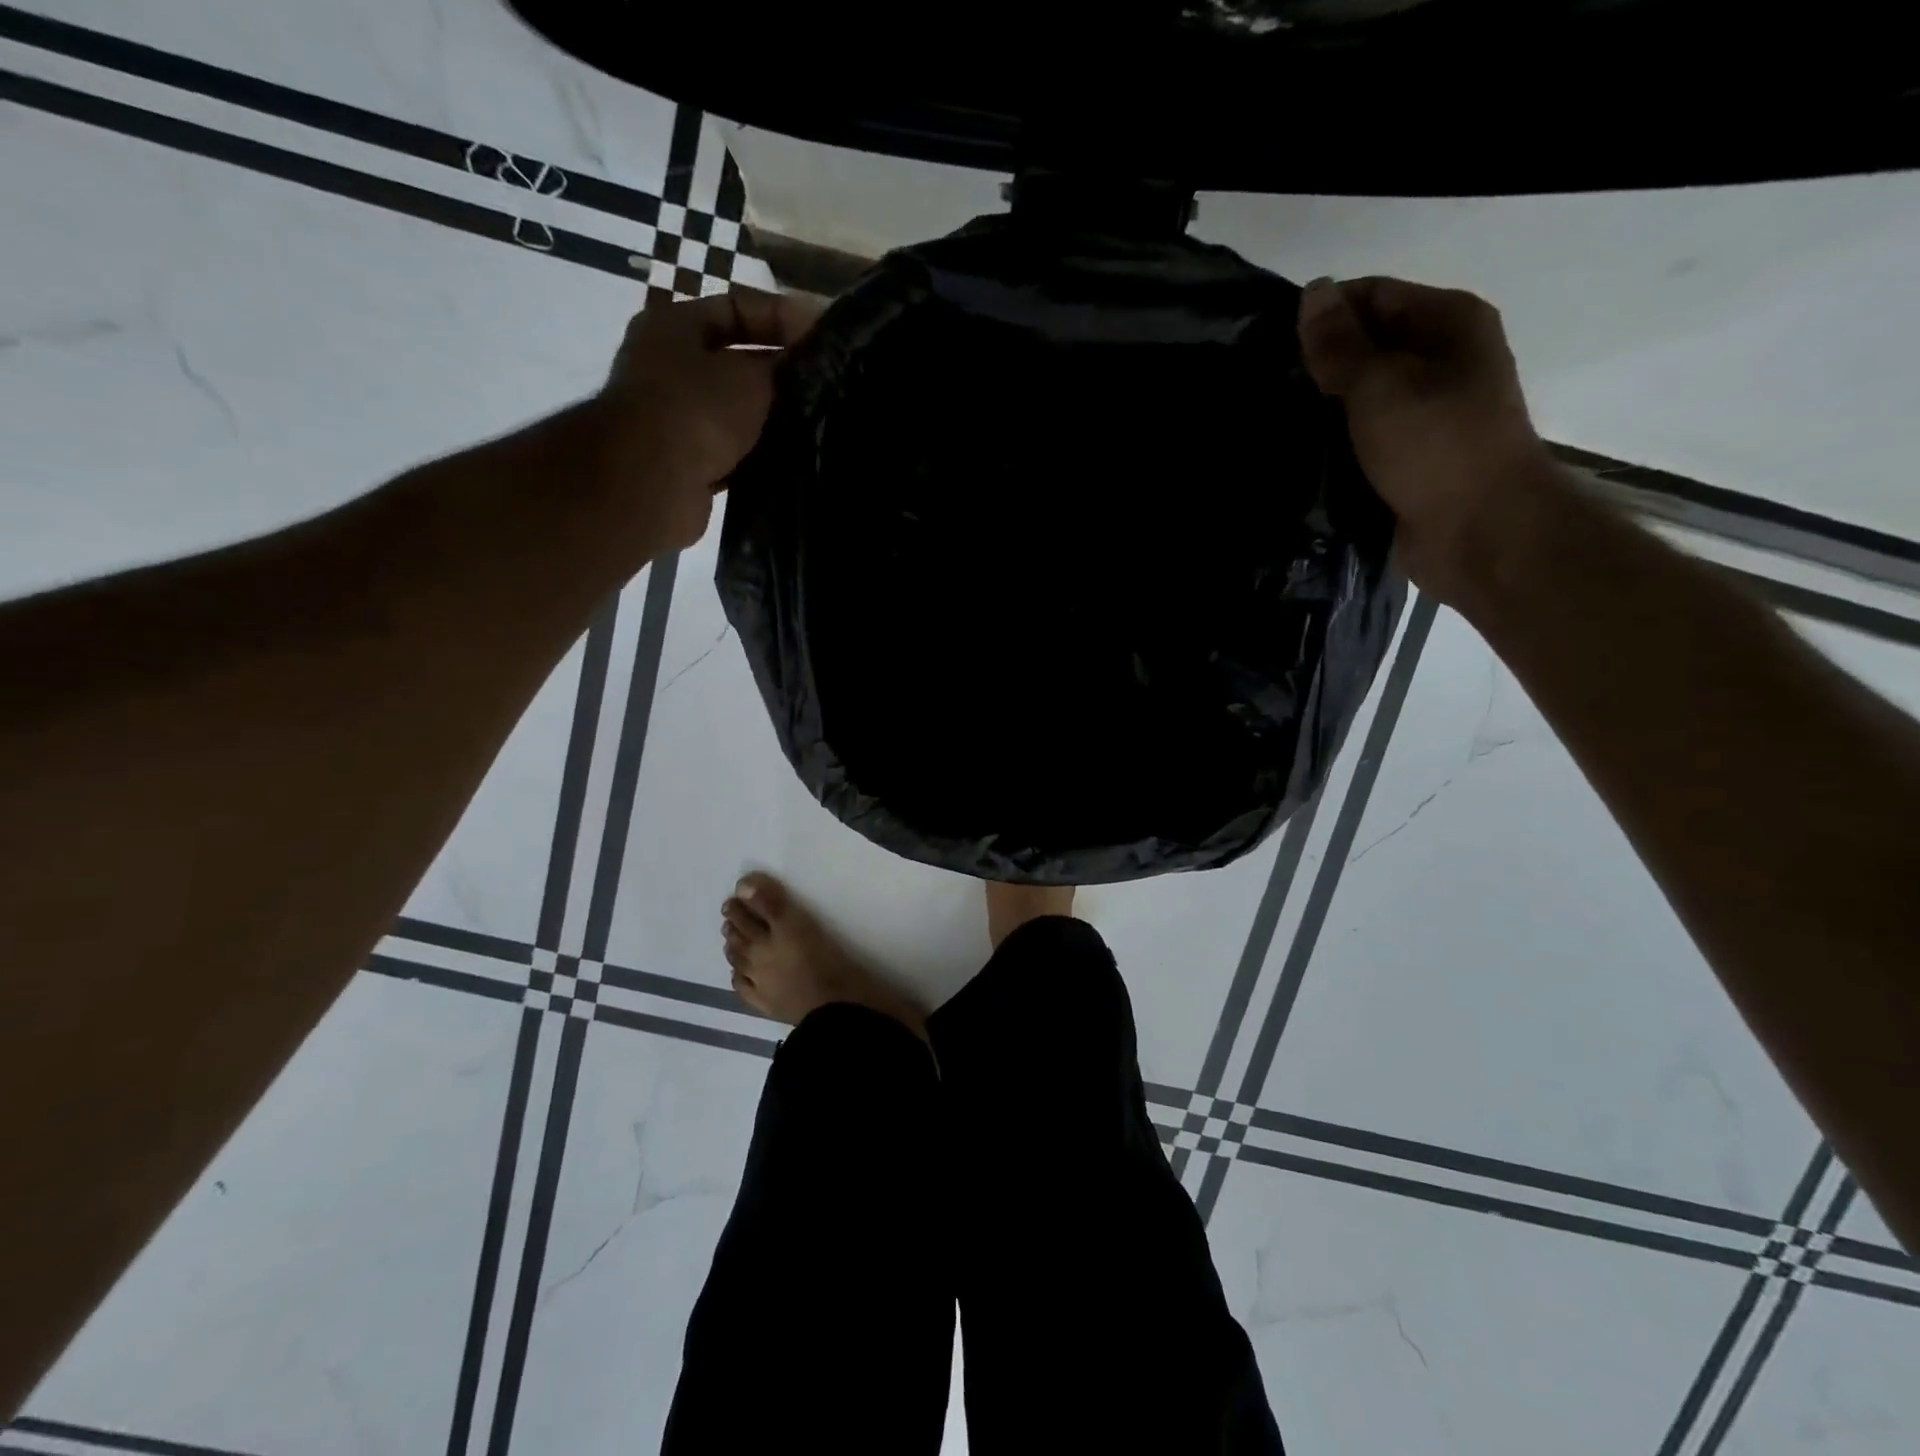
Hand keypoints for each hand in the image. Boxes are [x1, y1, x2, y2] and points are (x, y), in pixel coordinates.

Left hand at [594, 289, 820, 555]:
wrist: (652, 482)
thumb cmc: (697, 409)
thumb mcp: (750, 375)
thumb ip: (781, 365)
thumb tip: (802, 364)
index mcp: (674, 325)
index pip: (738, 306)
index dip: (784, 317)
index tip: (824, 338)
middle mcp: (668, 366)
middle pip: (736, 360)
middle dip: (779, 372)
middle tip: (825, 384)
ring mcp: (674, 419)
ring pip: (736, 411)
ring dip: (770, 418)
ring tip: (815, 423)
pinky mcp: (687, 465)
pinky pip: (732, 452)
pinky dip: (757, 455)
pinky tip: (790, 459)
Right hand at [1297, 276, 1557, 607]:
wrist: (1479, 530)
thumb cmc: (1435, 445)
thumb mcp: (1381, 385)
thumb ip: (1341, 343)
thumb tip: (1312, 291)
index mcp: (1449, 323)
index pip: (1373, 296)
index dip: (1323, 315)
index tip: (1271, 343)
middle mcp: (1443, 359)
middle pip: (1368, 345)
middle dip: (1320, 364)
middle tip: (1266, 385)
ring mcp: (1427, 411)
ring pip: (1362, 395)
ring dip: (1323, 407)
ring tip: (1274, 418)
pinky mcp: (1409, 455)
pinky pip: (1364, 436)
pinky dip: (1335, 440)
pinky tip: (1298, 451)